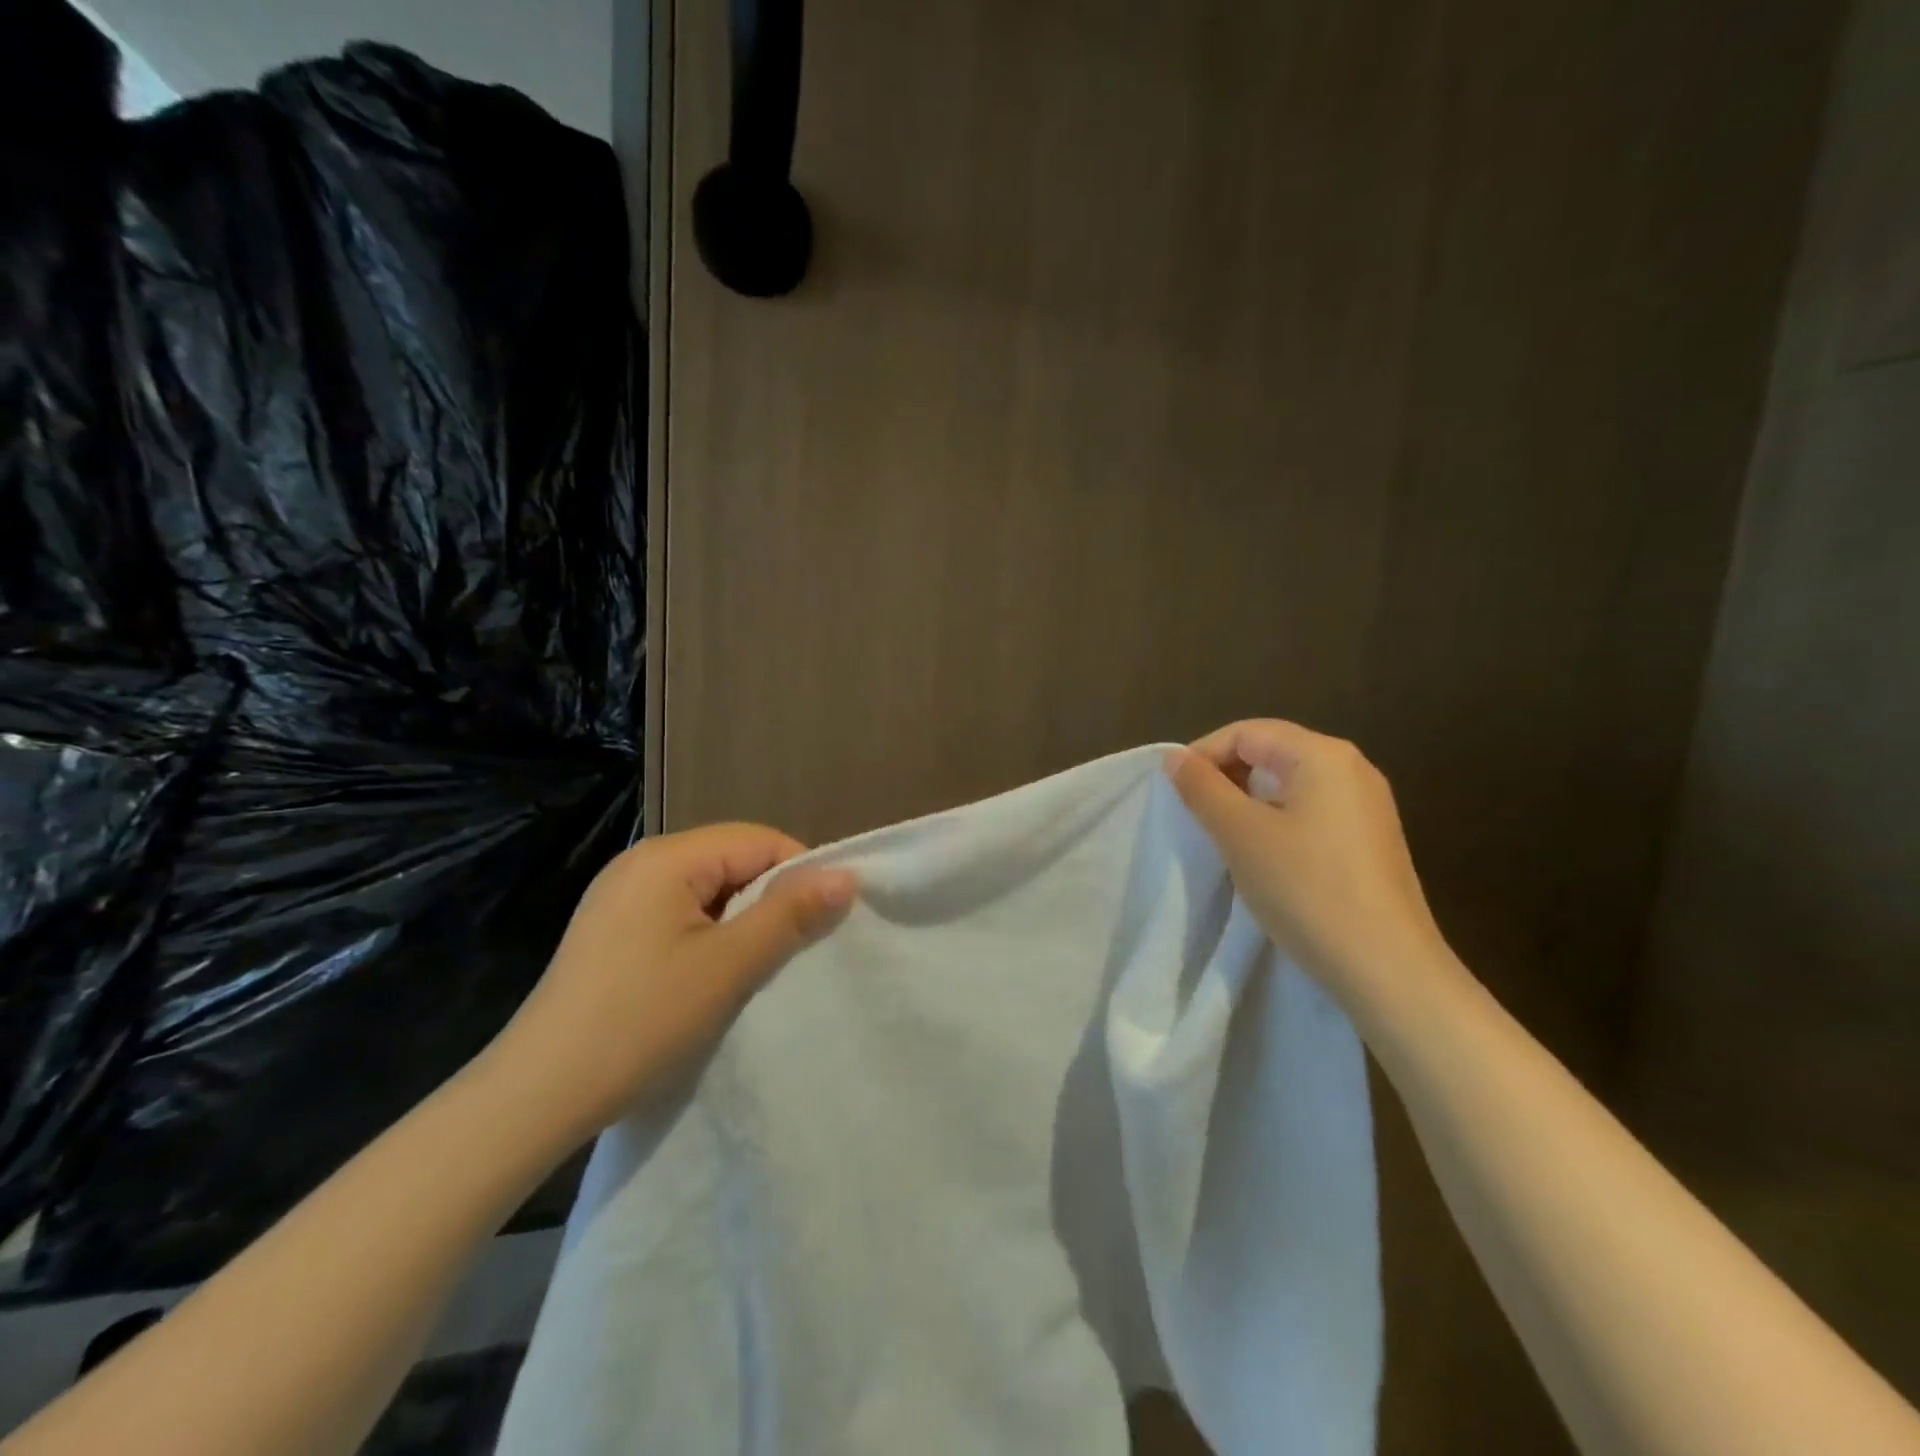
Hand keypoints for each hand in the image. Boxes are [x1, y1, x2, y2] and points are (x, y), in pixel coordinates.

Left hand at [482, 824, 856, 1145]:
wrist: (536, 1097)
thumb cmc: (641, 1022)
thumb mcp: (729, 966)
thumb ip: (790, 915)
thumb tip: (846, 876)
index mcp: (666, 857)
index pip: (759, 841)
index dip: (799, 875)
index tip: (822, 924)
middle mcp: (641, 863)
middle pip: (732, 861)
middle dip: (770, 900)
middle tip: (792, 952)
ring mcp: (620, 897)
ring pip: (709, 891)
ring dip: (741, 922)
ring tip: (755, 968)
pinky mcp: (611, 931)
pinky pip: (680, 914)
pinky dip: (709, 937)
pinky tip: (711, 977)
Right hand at [1167, 720, 1457, 1013]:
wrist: (1388, 969)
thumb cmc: (1307, 890)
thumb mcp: (1240, 834)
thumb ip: (1202, 789)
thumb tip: (1175, 758)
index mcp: (1322, 754)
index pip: (1245, 732)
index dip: (1202, 755)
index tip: (1175, 794)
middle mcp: (1351, 768)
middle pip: (1270, 751)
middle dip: (1225, 777)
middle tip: (1196, 816)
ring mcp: (1367, 805)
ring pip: (1289, 784)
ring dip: (1248, 802)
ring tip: (1224, 837)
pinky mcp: (1371, 840)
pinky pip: (1311, 810)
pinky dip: (1277, 821)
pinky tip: (1265, 857)